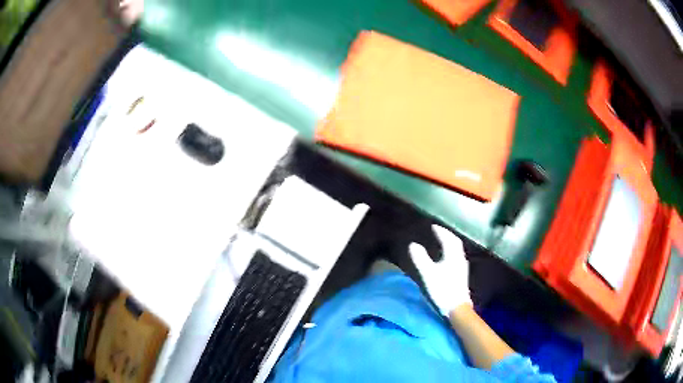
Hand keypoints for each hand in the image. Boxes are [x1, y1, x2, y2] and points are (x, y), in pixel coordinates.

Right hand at [409, 225, 470, 315]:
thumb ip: (420, 258)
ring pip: (457, 250)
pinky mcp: (461, 276)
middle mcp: (460, 259)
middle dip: (447, 236)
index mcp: (453, 256)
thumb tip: (412, 245)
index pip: (449, 239)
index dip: (441, 231)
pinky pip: (456, 257)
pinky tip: (446, 259)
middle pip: (455, 243)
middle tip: (438, 232)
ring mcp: (462, 268)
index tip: (433, 227)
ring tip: (441, 242)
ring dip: (449, 244)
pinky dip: (450, 252)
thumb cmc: (443, 289)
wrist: (457, 308)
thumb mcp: (428, 274)